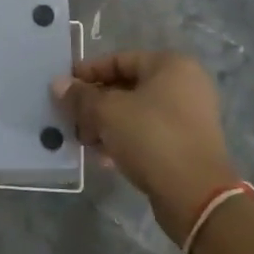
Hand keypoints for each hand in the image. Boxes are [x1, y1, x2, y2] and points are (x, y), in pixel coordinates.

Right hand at [54, 51, 238, 243]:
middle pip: (127, 86)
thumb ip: (81, 96)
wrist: (195, 194)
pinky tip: (104, 157)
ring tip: (85, 141)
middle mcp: (184, 85)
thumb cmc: (151, 137)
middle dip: (95, 103)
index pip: (119, 59)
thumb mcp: (108, 112)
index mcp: (171, 65)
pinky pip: (148, 133)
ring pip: (136, 112)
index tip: (64, 88)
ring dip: (106, 124)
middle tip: (71, 119)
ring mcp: (189, 116)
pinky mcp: (186, 144)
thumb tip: (58, 83)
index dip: (88, 72)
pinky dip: (125, 140)